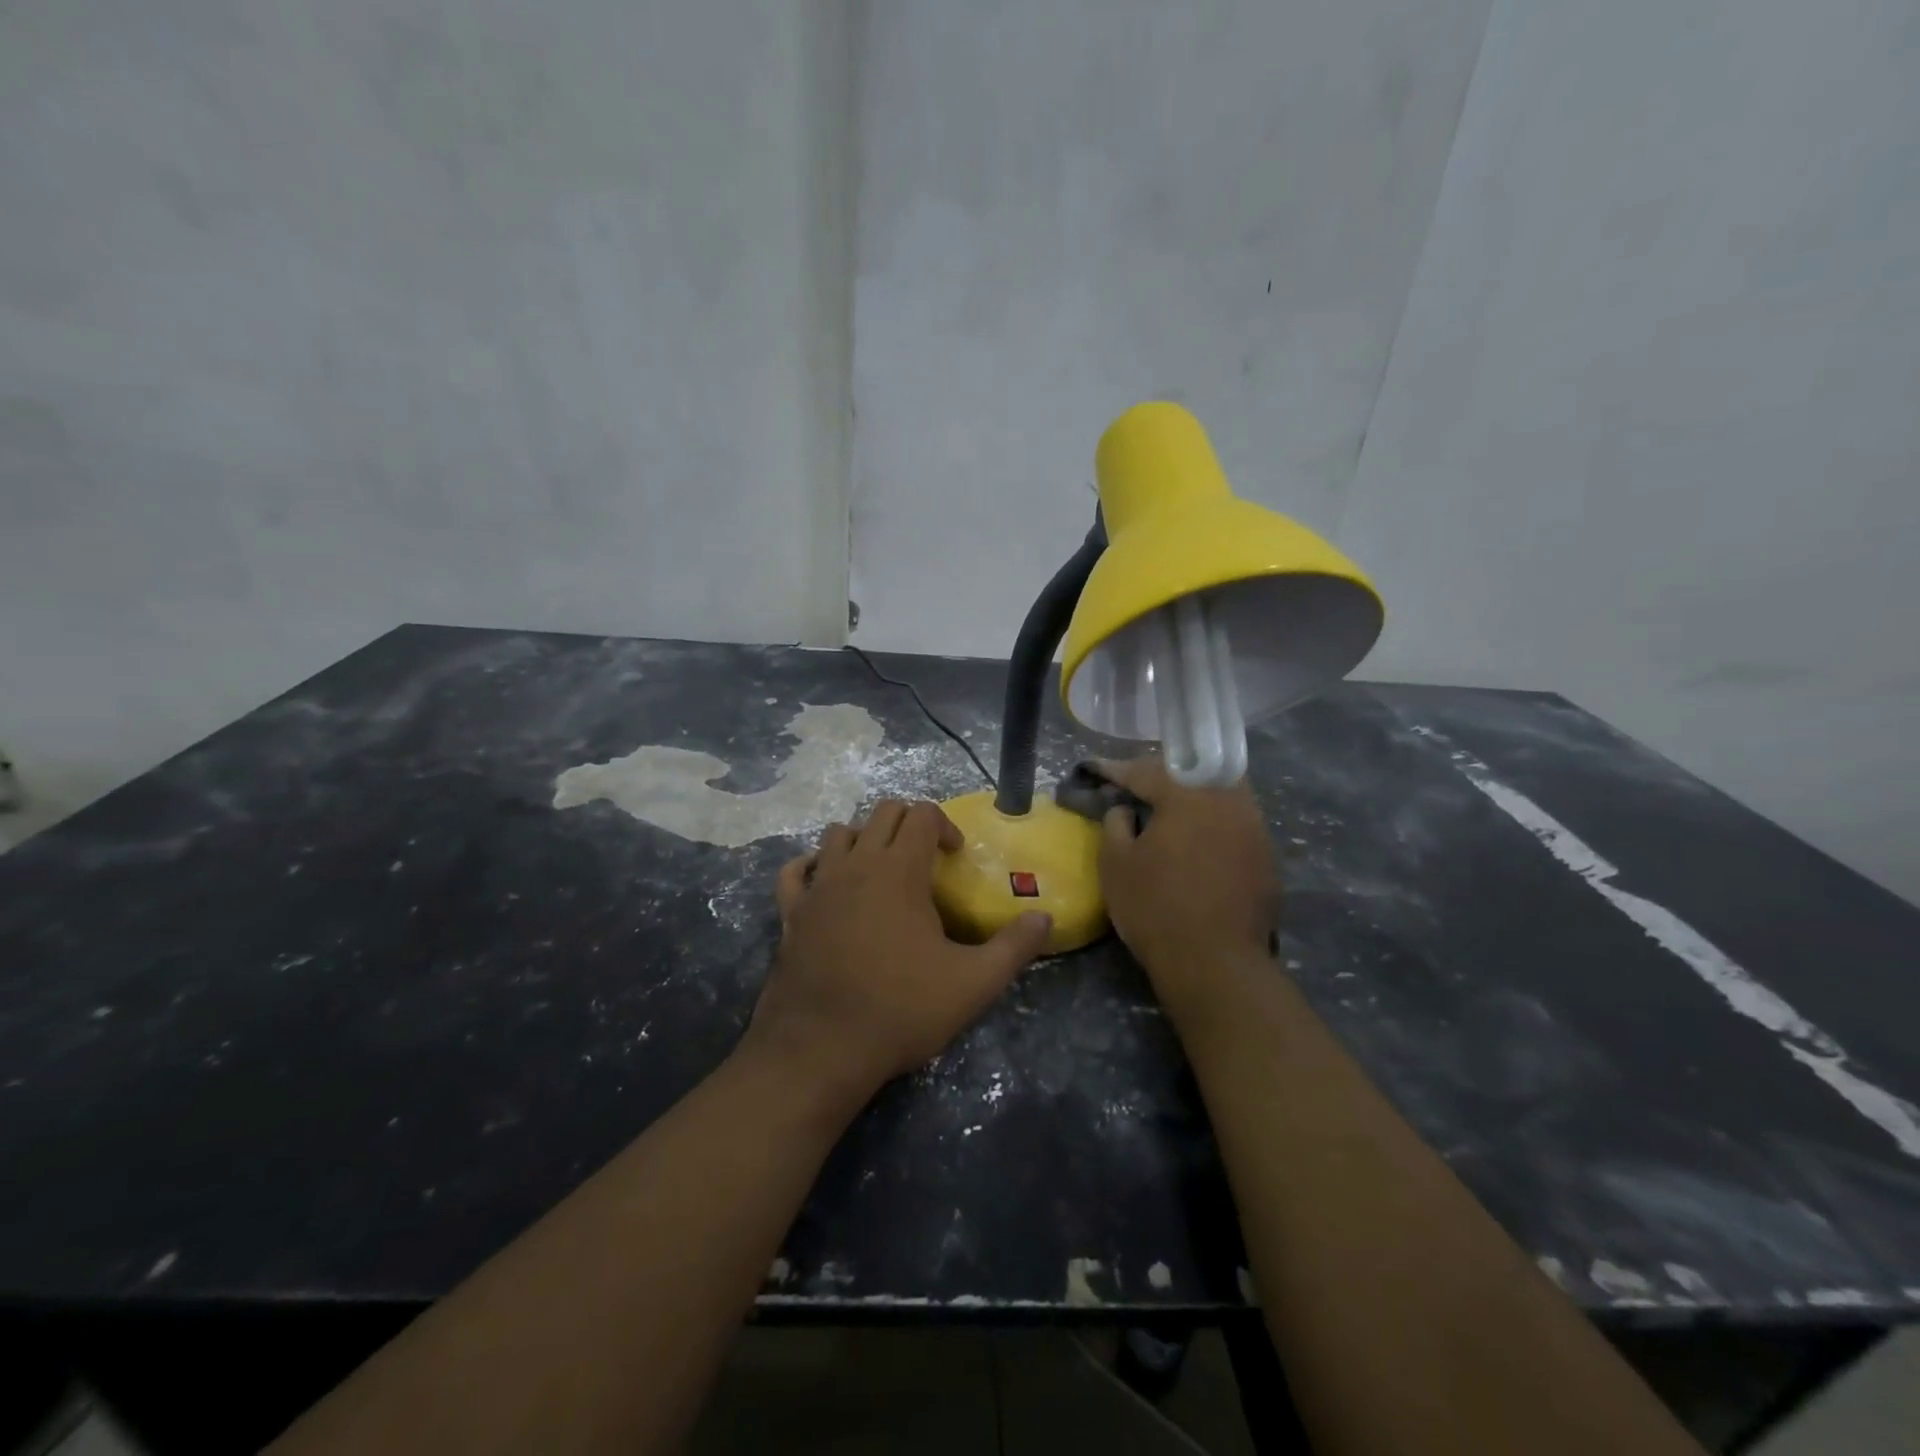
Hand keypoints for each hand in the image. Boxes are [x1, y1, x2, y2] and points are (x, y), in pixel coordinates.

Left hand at [744, 800, 1052, 1102]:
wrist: (820, 1050)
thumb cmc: (901, 1009)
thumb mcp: (973, 983)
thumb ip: (1014, 948)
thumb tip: (1046, 919)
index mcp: (898, 869)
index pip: (922, 813)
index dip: (945, 825)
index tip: (956, 857)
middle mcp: (855, 864)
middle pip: (882, 812)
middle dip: (909, 823)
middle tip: (926, 859)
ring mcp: (817, 886)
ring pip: (838, 834)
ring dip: (864, 839)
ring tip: (882, 871)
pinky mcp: (789, 912)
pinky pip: (795, 871)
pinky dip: (812, 866)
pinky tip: (826, 885)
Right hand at [1096, 758, 1280, 1014]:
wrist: (1215, 965)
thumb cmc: (1155, 908)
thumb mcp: (1115, 864)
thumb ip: (1115, 824)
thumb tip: (1125, 809)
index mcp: (1188, 797)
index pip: (1147, 772)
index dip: (1117, 770)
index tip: (1097, 770)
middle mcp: (1229, 802)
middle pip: (1195, 772)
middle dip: (1165, 774)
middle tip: (1139, 785)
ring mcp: (1255, 830)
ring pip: (1222, 795)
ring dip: (1195, 796)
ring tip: (1170, 810)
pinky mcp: (1268, 859)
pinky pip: (1236, 825)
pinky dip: (1213, 824)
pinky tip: (1198, 844)